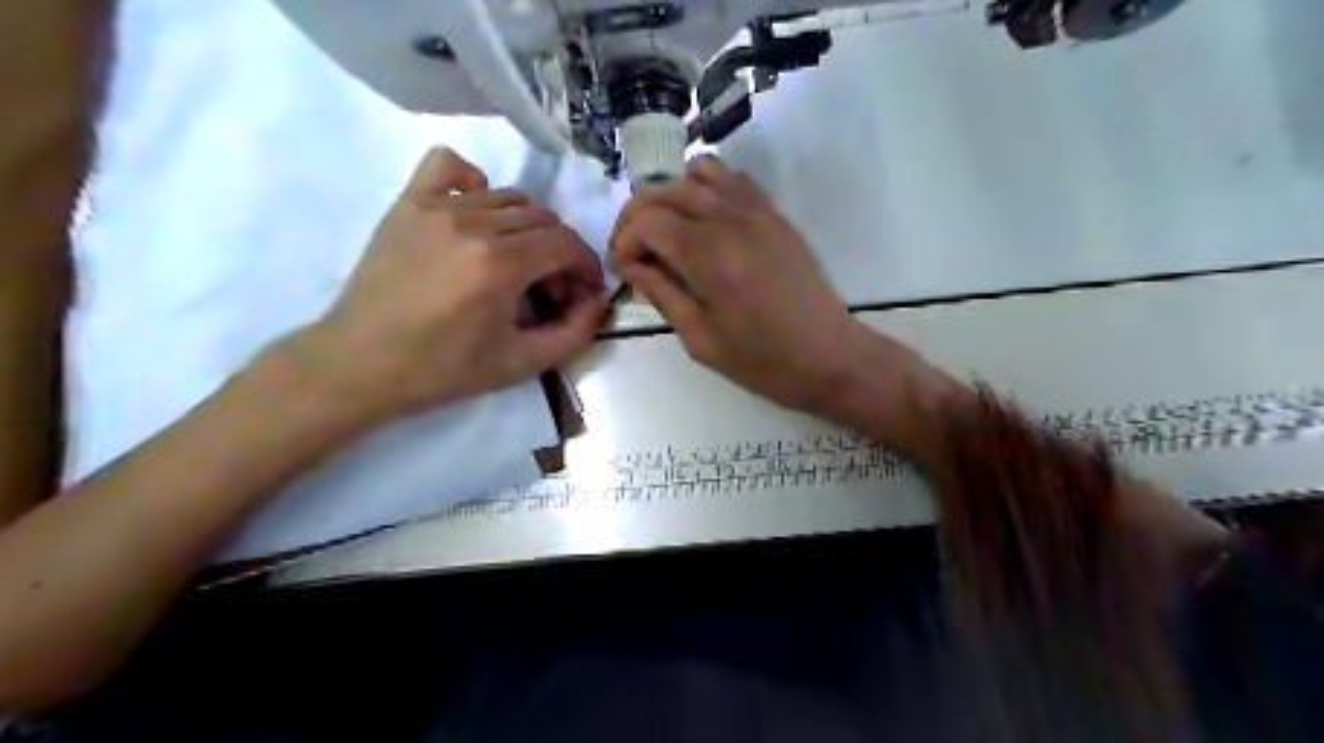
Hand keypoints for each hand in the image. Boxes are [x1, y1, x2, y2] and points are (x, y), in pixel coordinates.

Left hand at [290, 149, 605, 424]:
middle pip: (544, 219)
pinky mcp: (407, 203)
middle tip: (546, 288)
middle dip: (559, 253)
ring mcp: (436, 207)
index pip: (568, 243)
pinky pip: (449, 164)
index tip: (581, 292)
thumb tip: (600, 302)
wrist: (360, 363)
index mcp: (500, 265)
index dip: (586, 267)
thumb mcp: (520, 365)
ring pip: (508, 196)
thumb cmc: (442, 370)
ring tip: (513, 261)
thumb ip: (574, 334)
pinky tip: (474, 213)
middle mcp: (473, 224)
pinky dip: (474, 181)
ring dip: (526, 227)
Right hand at [610, 157, 875, 414]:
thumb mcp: (700, 339)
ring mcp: (757, 211)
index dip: (623, 242)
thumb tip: (633, 267)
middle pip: (666, 189)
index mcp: (709, 255)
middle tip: (633, 251)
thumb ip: (662, 294)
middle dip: (637, 216)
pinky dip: (707, 188)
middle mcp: (730, 219)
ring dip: (671, 195)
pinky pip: (734, 180)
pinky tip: (703, 222)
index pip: (647, 221)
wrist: (830, 356)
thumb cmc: (763, 360)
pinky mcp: (775, 215)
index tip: (623, 272)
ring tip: (666, 232)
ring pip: (699, 173)